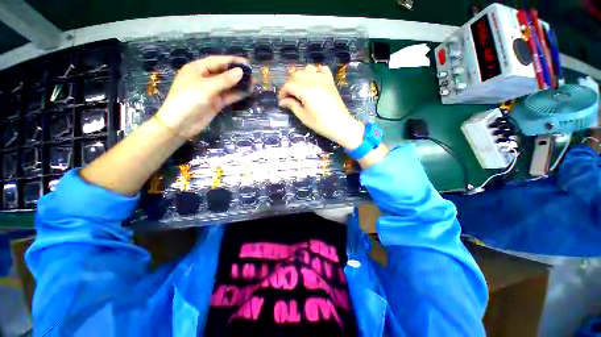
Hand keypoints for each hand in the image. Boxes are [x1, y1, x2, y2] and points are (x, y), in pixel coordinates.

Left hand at [157, 56, 249, 137]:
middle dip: (237, 73)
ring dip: (239, 85)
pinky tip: (247, 93)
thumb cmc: (189, 100)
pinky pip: (228, 96)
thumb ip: (225, 80)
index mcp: (197, 69)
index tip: (247, 63)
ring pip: (227, 86)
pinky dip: (237, 95)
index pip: (217, 61)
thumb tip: (240, 71)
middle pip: (223, 73)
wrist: (181, 123)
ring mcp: (210, 92)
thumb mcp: (207, 87)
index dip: (232, 61)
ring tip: (252, 83)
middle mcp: (204, 78)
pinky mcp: (215, 103)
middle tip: (252, 75)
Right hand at [278, 65, 364, 149]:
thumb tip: (282, 101)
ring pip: (307, 69)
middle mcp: (314, 80)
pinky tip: (313, 80)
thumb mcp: (303, 116)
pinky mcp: (330, 81)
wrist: (340, 125)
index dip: (283, 92)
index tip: (282, 101)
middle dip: (289, 85)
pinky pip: (322, 69)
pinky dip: (315, 72)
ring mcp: (324, 79)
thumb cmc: (321, 123)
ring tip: (299, 88)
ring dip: (300, 77)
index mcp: (306, 90)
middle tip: (289, 97)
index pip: (289, 85)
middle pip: (296, 75)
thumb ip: (292, 105)